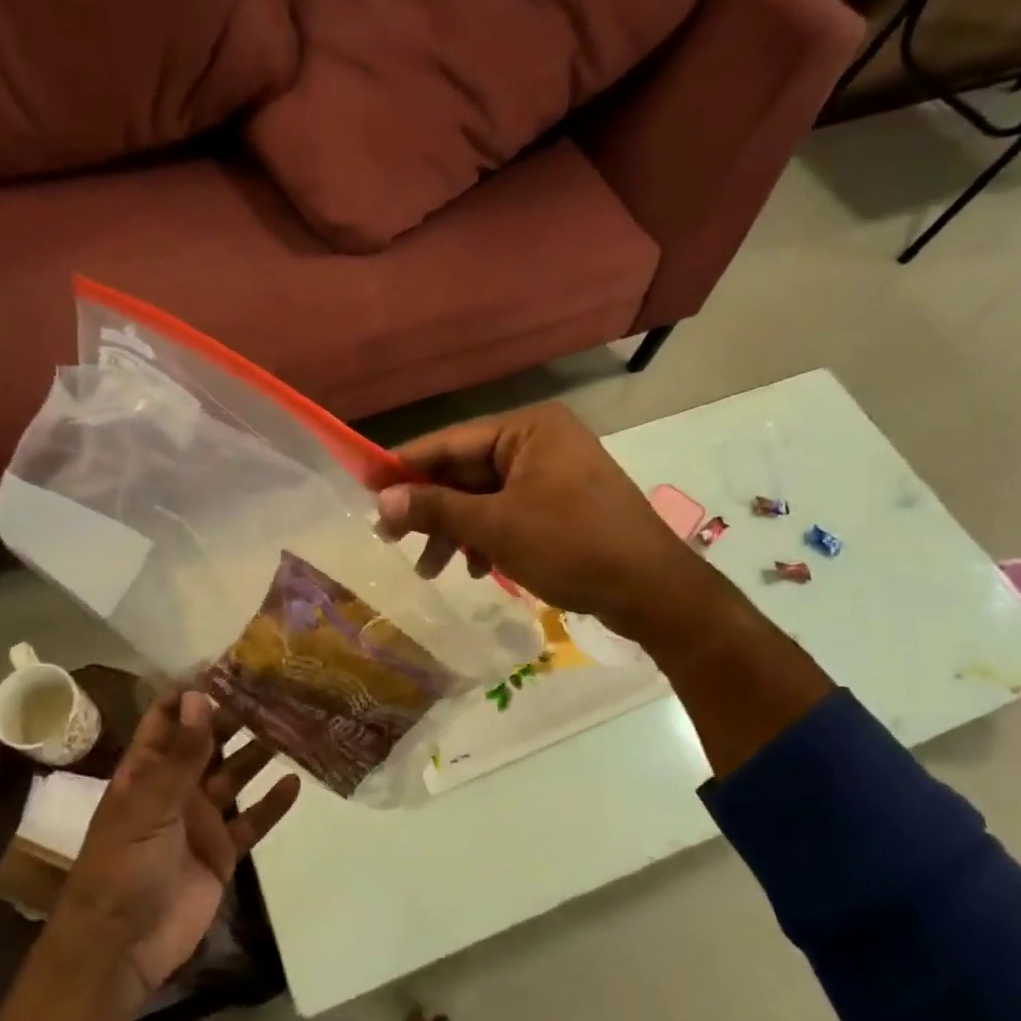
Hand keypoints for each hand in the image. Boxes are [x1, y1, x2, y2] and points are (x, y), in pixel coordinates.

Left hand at [55, 691, 301, 991]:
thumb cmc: (122, 866)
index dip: (194, 692)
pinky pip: (252, 820)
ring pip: (235, 775)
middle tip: (275, 689)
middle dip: (236, 716)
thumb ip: (181, 754)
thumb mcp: (149, 804)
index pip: (168, 718)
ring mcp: (200, 818)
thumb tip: (199, 696)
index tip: (229, 666)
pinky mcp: (221, 850)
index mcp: (147, 770)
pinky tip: (295, 782)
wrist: (121, 947)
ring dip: (258, 753)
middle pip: (209, 742)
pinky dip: (272, 804)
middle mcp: (175, 787)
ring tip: (292, 724)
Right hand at [375, 404, 698, 637]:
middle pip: (466, 471)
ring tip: (432, 570)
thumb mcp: (495, 527)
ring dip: (457, 531)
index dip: (405, 467)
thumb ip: (435, 509)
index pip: (450, 442)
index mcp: (527, 429)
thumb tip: (382, 501)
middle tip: (393, 542)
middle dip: (432, 510)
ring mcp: (554, 473)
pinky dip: (488, 537)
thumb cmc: (571, 546)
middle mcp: (540, 441)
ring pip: (486, 497)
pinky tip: (477, 569)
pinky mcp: (563, 504)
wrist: (653, 591)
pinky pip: (510, 512)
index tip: (367, 491)